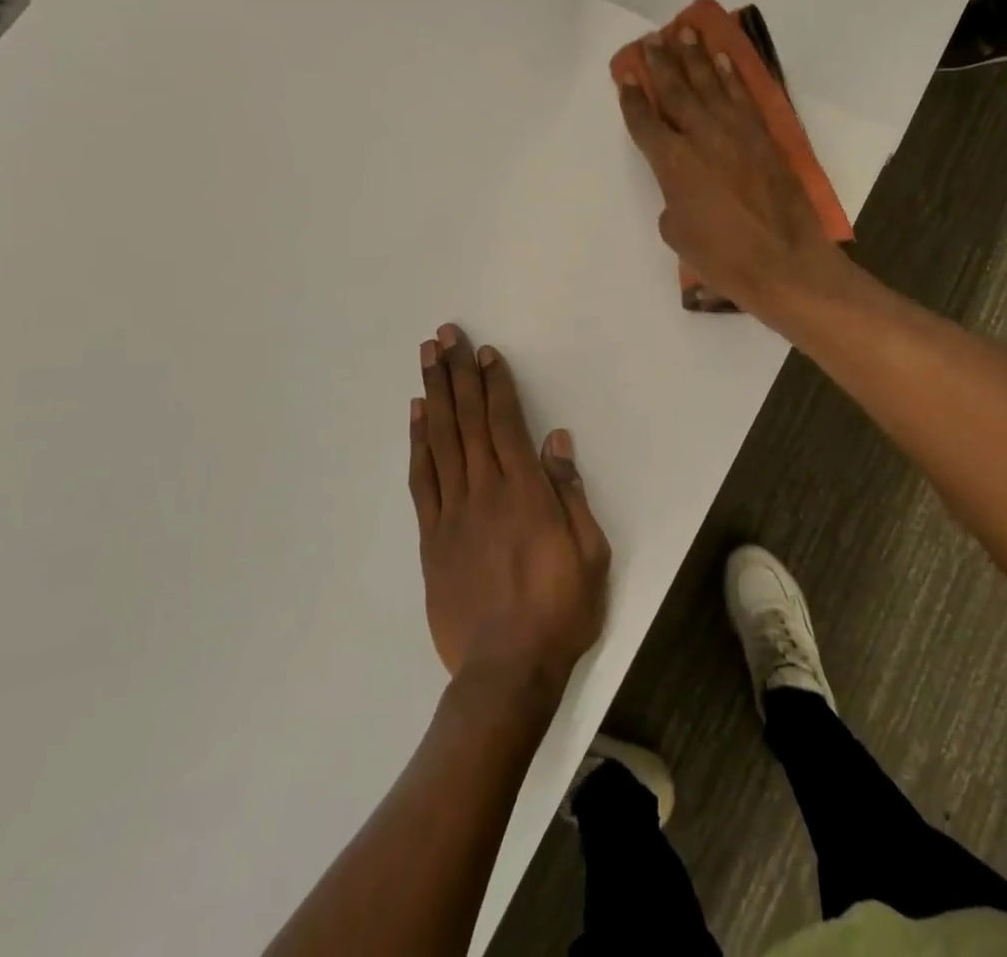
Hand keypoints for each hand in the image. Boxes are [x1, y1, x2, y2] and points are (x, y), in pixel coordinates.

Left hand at [411, 324, 610, 696]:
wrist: (506, 671)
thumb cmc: (559, 610)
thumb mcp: (590, 553)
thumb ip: (570, 493)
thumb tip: (557, 441)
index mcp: (526, 492)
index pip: (506, 423)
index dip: (495, 384)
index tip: (485, 352)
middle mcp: (485, 491)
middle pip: (468, 420)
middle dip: (457, 373)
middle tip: (445, 335)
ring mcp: (453, 512)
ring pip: (441, 440)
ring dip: (434, 395)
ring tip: (426, 359)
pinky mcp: (432, 537)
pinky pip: (422, 479)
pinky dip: (418, 443)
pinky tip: (417, 416)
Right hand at [617, 29, 848, 317]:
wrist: (784, 261)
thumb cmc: (723, 257)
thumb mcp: (678, 233)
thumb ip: (673, 198)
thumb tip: (682, 183)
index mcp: (673, 163)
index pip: (645, 121)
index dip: (632, 97)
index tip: (626, 75)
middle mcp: (701, 137)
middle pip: (676, 91)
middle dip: (661, 64)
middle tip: (652, 40)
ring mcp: (736, 132)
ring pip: (710, 85)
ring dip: (695, 57)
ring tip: (684, 33)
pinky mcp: (763, 136)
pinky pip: (743, 97)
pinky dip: (731, 76)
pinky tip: (723, 60)